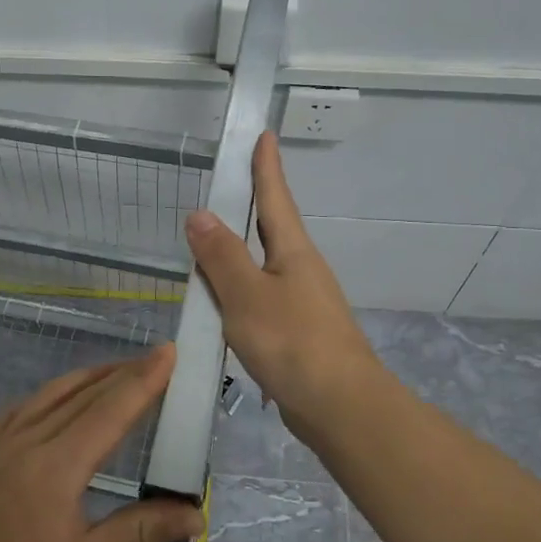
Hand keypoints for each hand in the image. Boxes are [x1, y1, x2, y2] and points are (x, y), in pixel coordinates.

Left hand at [0, 347, 204, 541]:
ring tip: (120, 370)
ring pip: (52, 393)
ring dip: (89, 377)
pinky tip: (59, 397)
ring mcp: (2, 443)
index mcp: (57, 466)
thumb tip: (195, 514)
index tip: (168, 353)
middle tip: (157, 357)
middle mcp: (29, 441)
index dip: (142, 381)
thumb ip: (142, 531)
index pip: (109, 411)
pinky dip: (51, 393)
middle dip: (124, 372)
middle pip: (84, 394)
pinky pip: (22, 407)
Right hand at [184, 132, 384, 439]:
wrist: (340, 406)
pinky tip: (223, 304)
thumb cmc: (293, 343)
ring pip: (263, 266)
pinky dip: (239, 291)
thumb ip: (221, 256)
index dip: (266, 167)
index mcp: (292, 252)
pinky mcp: (297, 332)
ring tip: (209, 246)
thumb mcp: (246, 296)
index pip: (275, 198)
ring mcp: (302, 302)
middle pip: (271, 229)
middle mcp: (301, 270)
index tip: (265, 134)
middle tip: (227, 186)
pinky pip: (261, 298)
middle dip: (251, 207)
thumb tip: (200, 214)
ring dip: (239, 252)